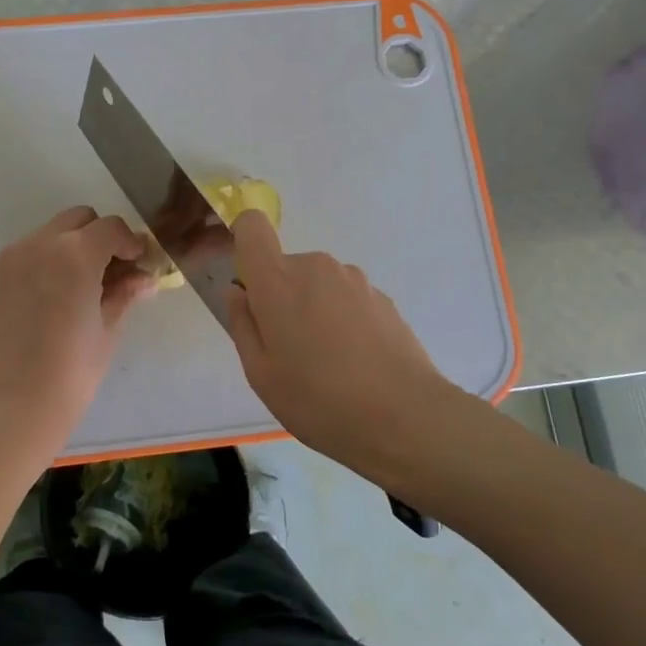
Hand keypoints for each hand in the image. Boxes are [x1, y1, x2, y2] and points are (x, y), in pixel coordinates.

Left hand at [0, 206, 155, 443]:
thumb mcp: (107, 329)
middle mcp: (40, 244)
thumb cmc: (71, 372)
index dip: (130, 242)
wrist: (12, 406)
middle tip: (115, 272)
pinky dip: (51, 259)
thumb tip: (145, 277)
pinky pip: (32, 251)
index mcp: (74, 254)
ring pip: (54, 233)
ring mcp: (14, 258)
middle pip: (79, 220)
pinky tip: (60, 295)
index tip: (140, 265)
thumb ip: (125, 293)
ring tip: (86, 286)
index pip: (111, 228)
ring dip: (75, 246)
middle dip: (101, 238)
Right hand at [225, 211, 454, 461]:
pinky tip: (356, 364)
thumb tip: (238, 292)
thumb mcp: (261, 374)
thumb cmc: (318, 400)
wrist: (406, 418)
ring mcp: (354, 280)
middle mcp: (316, 267)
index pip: (252, 227)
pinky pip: (347, 300)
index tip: (249, 283)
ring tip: (327, 364)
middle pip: (286, 267)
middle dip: (281, 298)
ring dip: (314, 311)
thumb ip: (243, 324)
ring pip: (318, 285)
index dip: (244, 242)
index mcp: (278, 280)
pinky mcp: (383, 298)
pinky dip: (343, 321)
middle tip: (288, 351)